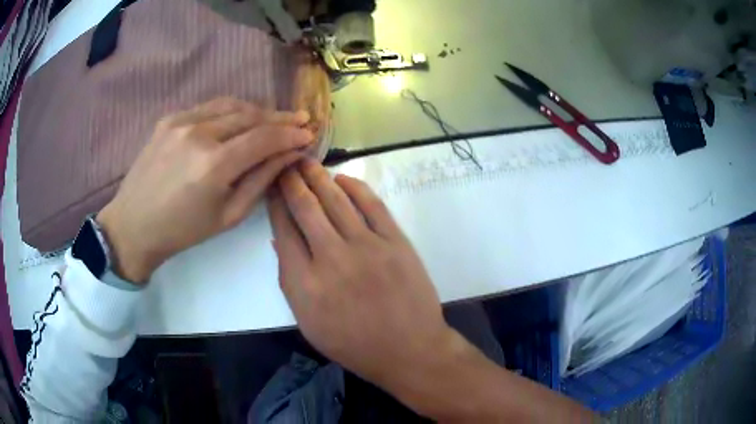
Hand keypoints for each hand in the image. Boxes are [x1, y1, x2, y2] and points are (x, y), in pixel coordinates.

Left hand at [98, 97, 313, 282]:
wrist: (134, 224)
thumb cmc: (184, 230)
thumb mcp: (229, 215)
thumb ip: (261, 180)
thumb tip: (290, 154)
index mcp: (214, 165)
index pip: (264, 138)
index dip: (290, 134)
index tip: (309, 133)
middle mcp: (199, 134)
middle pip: (251, 116)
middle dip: (279, 118)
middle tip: (299, 121)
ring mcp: (181, 121)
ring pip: (231, 105)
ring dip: (257, 111)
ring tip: (273, 119)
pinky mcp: (169, 119)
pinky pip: (209, 107)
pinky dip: (230, 110)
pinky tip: (239, 119)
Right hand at [269, 159, 454, 391]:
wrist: (408, 349)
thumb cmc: (353, 344)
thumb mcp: (309, 323)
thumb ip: (290, 282)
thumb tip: (280, 240)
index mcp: (306, 284)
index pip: (284, 230)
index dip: (276, 203)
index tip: (272, 186)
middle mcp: (332, 258)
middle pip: (306, 208)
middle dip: (292, 182)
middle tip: (286, 164)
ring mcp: (367, 247)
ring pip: (336, 201)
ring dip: (319, 177)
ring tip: (307, 162)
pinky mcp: (395, 242)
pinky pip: (372, 206)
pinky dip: (355, 187)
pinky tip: (341, 178)